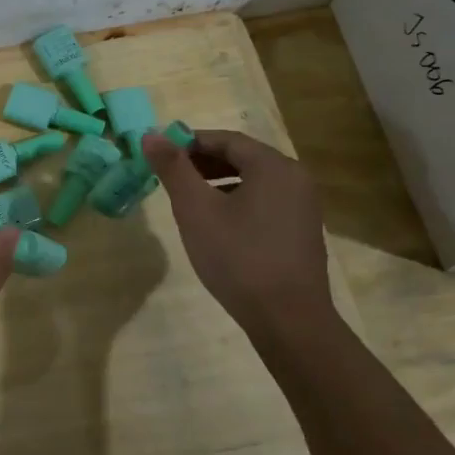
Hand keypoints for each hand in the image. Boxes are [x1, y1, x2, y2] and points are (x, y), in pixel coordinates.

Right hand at [142, 128, 333, 334]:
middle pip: (242, 157)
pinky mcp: (302, 231)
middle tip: (169, 176)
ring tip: (188, 200)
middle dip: (202, 163)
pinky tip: (217, 224)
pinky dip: (237, 201)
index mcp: (273, 166)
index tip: (159, 154)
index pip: (226, 139)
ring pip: (253, 181)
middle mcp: (295, 178)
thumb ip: (173, 168)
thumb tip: (150, 134)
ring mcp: (303, 206)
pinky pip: (265, 201)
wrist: (288, 319)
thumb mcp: (196, 210)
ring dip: (218, 182)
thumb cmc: (238, 257)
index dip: (189, 142)